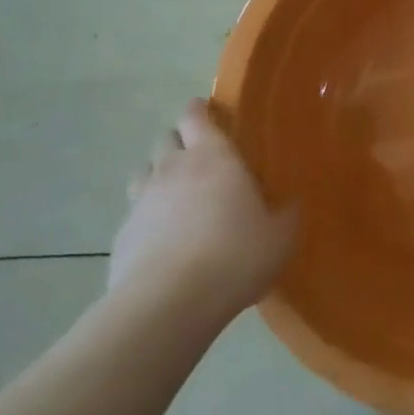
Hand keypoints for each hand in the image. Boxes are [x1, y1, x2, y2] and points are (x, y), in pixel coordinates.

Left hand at [109, 98, 297, 312]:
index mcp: (213, 156)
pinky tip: (163, 241)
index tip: (208, 114)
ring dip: (159, 176)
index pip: (195, 115)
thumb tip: (292, 204)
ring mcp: (142, 201)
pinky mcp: (121, 235)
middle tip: (201, 160)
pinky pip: (134, 214)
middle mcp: (173, 168)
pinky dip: (147, 218)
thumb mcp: (280, 236)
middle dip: (180, 142)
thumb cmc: (234, 256)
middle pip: (166, 138)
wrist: (168, 304)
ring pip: (144, 171)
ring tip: (178, 198)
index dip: (199, 111)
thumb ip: (287, 214)